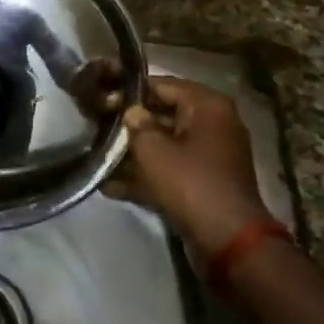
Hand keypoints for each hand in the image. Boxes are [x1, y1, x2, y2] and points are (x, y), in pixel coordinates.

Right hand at [103, 77, 273, 265]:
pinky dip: (146, 176)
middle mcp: (213, 123)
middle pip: (163, 115)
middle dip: (130, 124)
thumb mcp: (152, 148)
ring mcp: (210, 154)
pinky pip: (170, 169)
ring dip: (134, 153)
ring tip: (99, 157)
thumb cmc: (189, 182)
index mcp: (207, 105)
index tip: (101, 99)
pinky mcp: (204, 181)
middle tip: (96, 127)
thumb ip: (135, 123)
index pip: (161, 84)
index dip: (129, 92)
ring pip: (164, 144)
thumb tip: (130, 111)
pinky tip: (111, 186)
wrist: (227, 238)